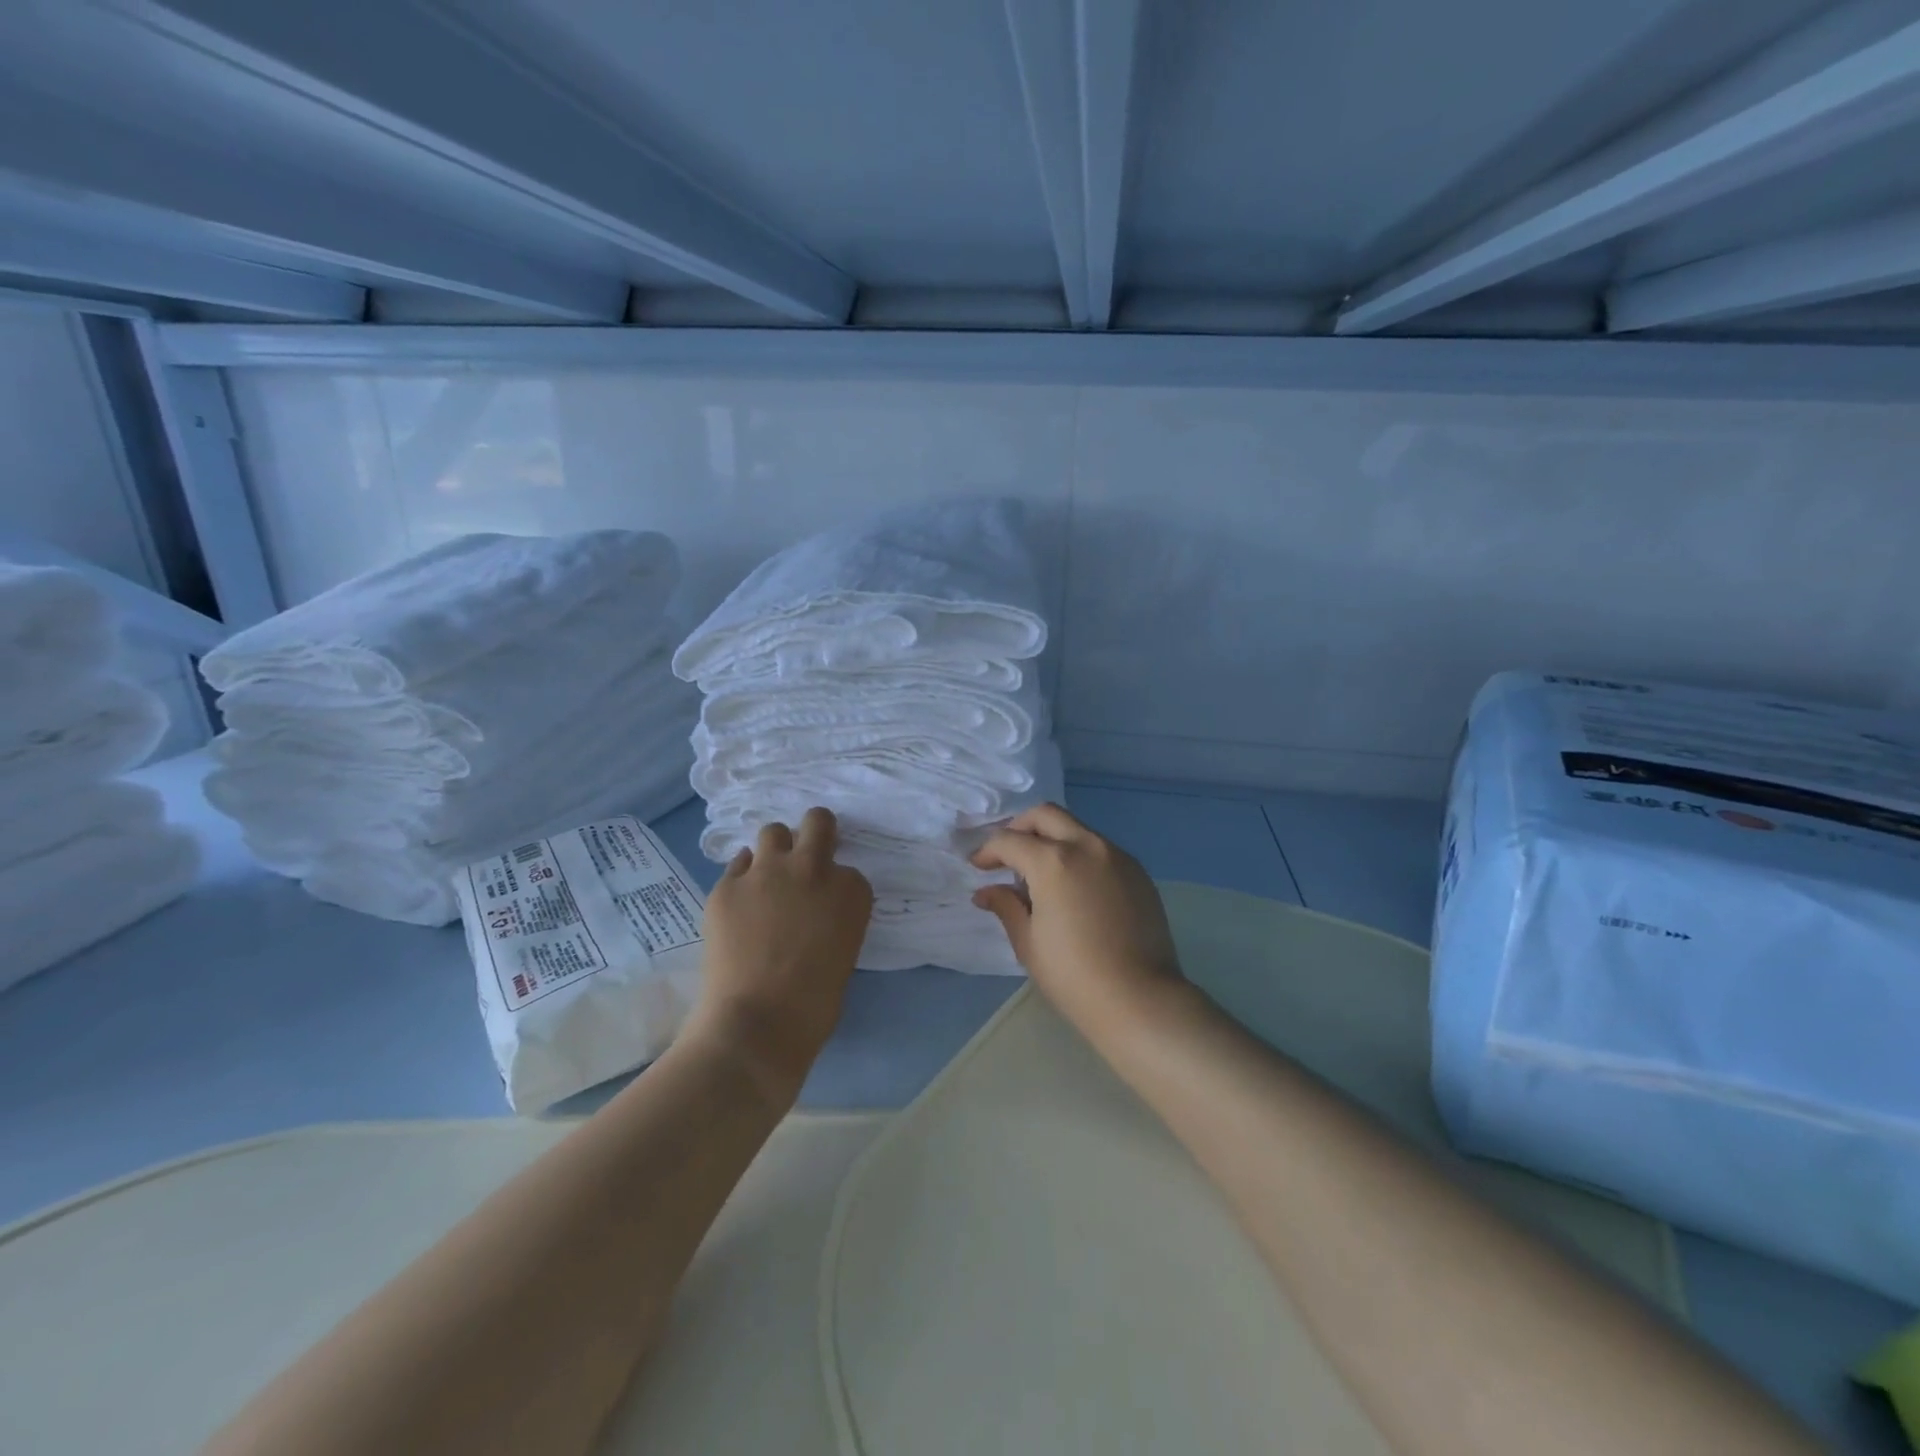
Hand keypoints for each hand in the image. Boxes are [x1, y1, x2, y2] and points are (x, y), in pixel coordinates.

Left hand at [689, 808, 873, 1098]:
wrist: (758, 1021)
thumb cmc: (814, 1003)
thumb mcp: (844, 951)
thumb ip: (833, 917)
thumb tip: (812, 913)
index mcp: (851, 890)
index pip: (848, 871)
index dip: (836, 887)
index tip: (826, 907)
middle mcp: (813, 868)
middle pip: (818, 822)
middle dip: (815, 833)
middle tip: (805, 859)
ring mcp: (766, 871)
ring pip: (773, 832)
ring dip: (775, 850)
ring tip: (768, 878)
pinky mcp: (727, 885)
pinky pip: (738, 865)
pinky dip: (743, 878)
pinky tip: (740, 904)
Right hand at [971, 803, 1184, 1038]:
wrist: (1140, 999)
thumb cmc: (1074, 975)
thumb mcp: (1029, 943)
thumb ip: (1007, 907)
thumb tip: (986, 892)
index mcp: (1053, 861)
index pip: (1010, 841)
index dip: (988, 851)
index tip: (978, 867)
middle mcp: (1087, 846)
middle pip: (1046, 815)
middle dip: (1020, 828)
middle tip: (1007, 855)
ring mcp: (1117, 856)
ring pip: (1076, 828)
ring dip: (1052, 839)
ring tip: (1040, 873)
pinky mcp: (1138, 872)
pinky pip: (1101, 849)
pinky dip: (1079, 855)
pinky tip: (1074, 887)